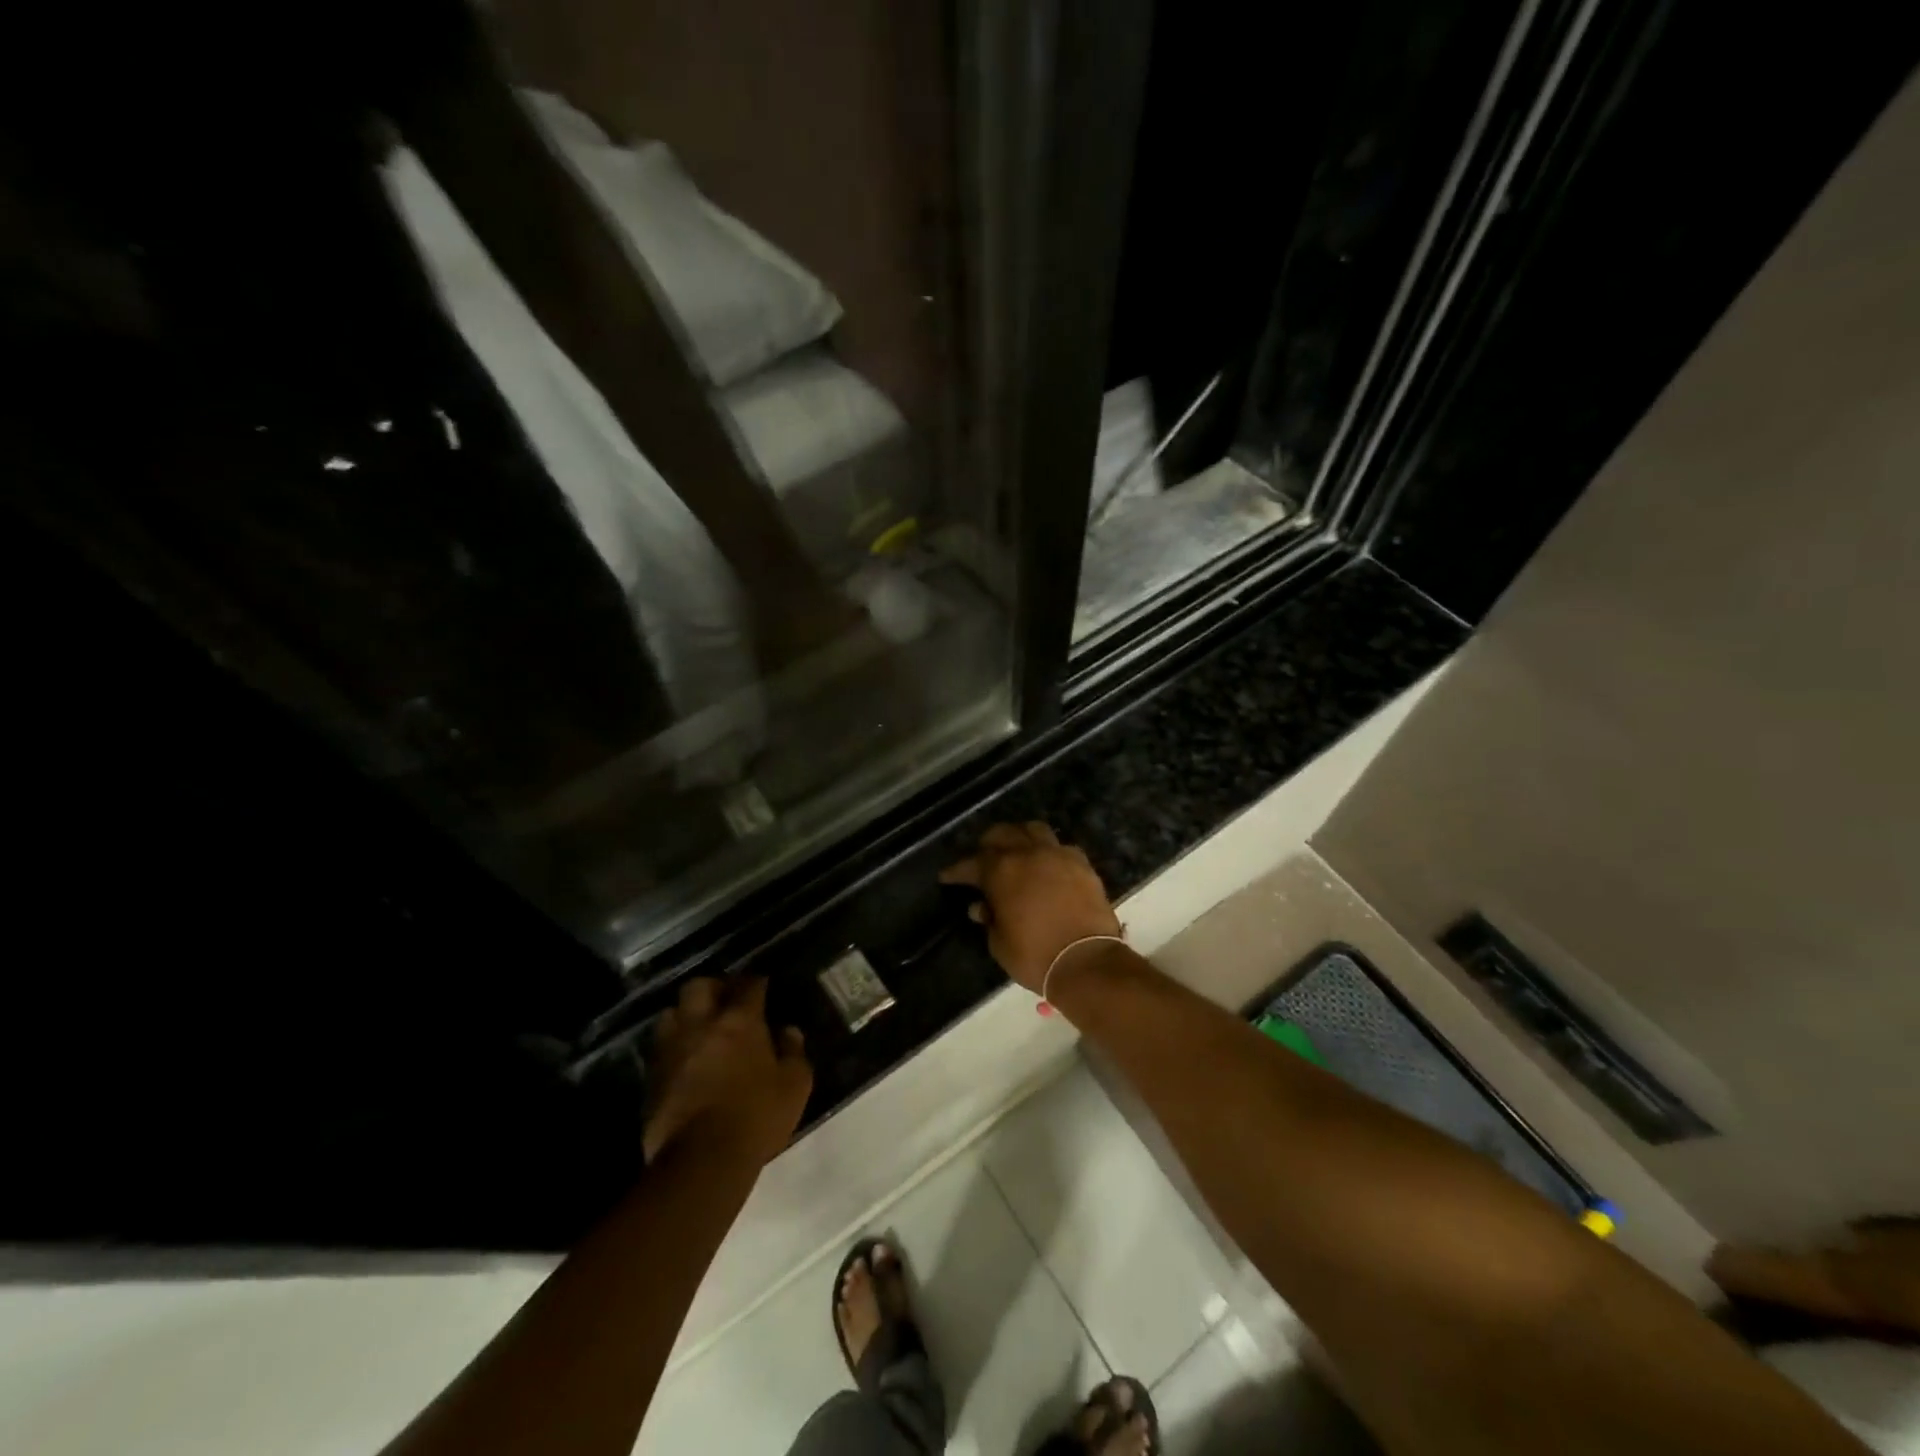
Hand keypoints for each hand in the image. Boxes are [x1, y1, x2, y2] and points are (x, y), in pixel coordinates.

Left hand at [643, 977, 811, 1164]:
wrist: (702, 1161)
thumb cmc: (756, 1116)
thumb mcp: (795, 1085)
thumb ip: (793, 1051)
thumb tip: (788, 1030)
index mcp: (740, 1021)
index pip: (748, 985)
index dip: (756, 982)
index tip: (763, 985)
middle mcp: (701, 1025)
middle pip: (699, 987)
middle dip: (713, 987)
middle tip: (726, 1000)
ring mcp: (671, 1050)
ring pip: (671, 1013)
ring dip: (686, 1014)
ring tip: (699, 1027)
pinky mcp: (652, 1078)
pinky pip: (660, 1049)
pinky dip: (673, 1047)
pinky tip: (686, 1060)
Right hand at [940, 822, 1121, 992]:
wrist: (1087, 961)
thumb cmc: (1035, 956)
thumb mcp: (1000, 944)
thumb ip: (989, 919)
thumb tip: (981, 907)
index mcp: (1001, 871)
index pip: (971, 864)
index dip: (956, 871)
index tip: (947, 876)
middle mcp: (1028, 854)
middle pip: (1002, 834)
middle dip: (988, 845)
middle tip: (982, 859)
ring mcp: (1057, 855)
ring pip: (1034, 830)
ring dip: (1020, 837)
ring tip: (1017, 851)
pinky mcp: (1082, 864)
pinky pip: (1061, 847)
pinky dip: (1050, 853)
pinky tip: (1048, 866)